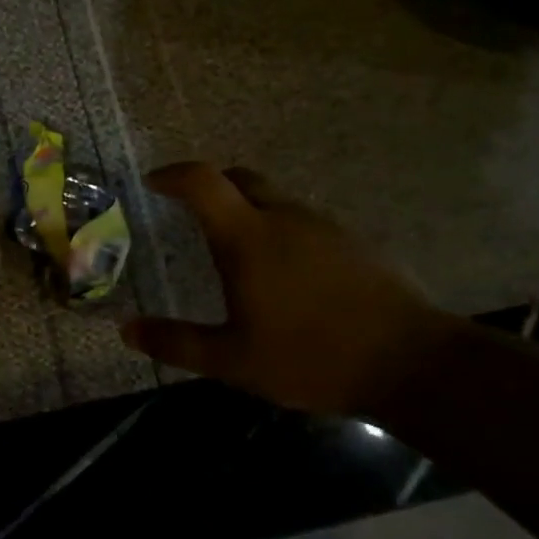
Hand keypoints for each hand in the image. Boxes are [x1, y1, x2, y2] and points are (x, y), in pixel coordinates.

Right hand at [120, 163, 451, 413]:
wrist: (412, 363)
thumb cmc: (311, 357)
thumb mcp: (233, 360)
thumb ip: (176, 342)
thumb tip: (126, 330)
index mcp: (248, 237)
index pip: (203, 182)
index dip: (174, 175)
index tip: (153, 183)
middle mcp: (284, 218)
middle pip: (240, 179)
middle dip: (209, 186)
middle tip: (191, 214)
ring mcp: (323, 226)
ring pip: (274, 200)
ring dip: (247, 211)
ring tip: (237, 253)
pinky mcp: (353, 242)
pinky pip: (302, 221)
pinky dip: (279, 230)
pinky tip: (285, 275)